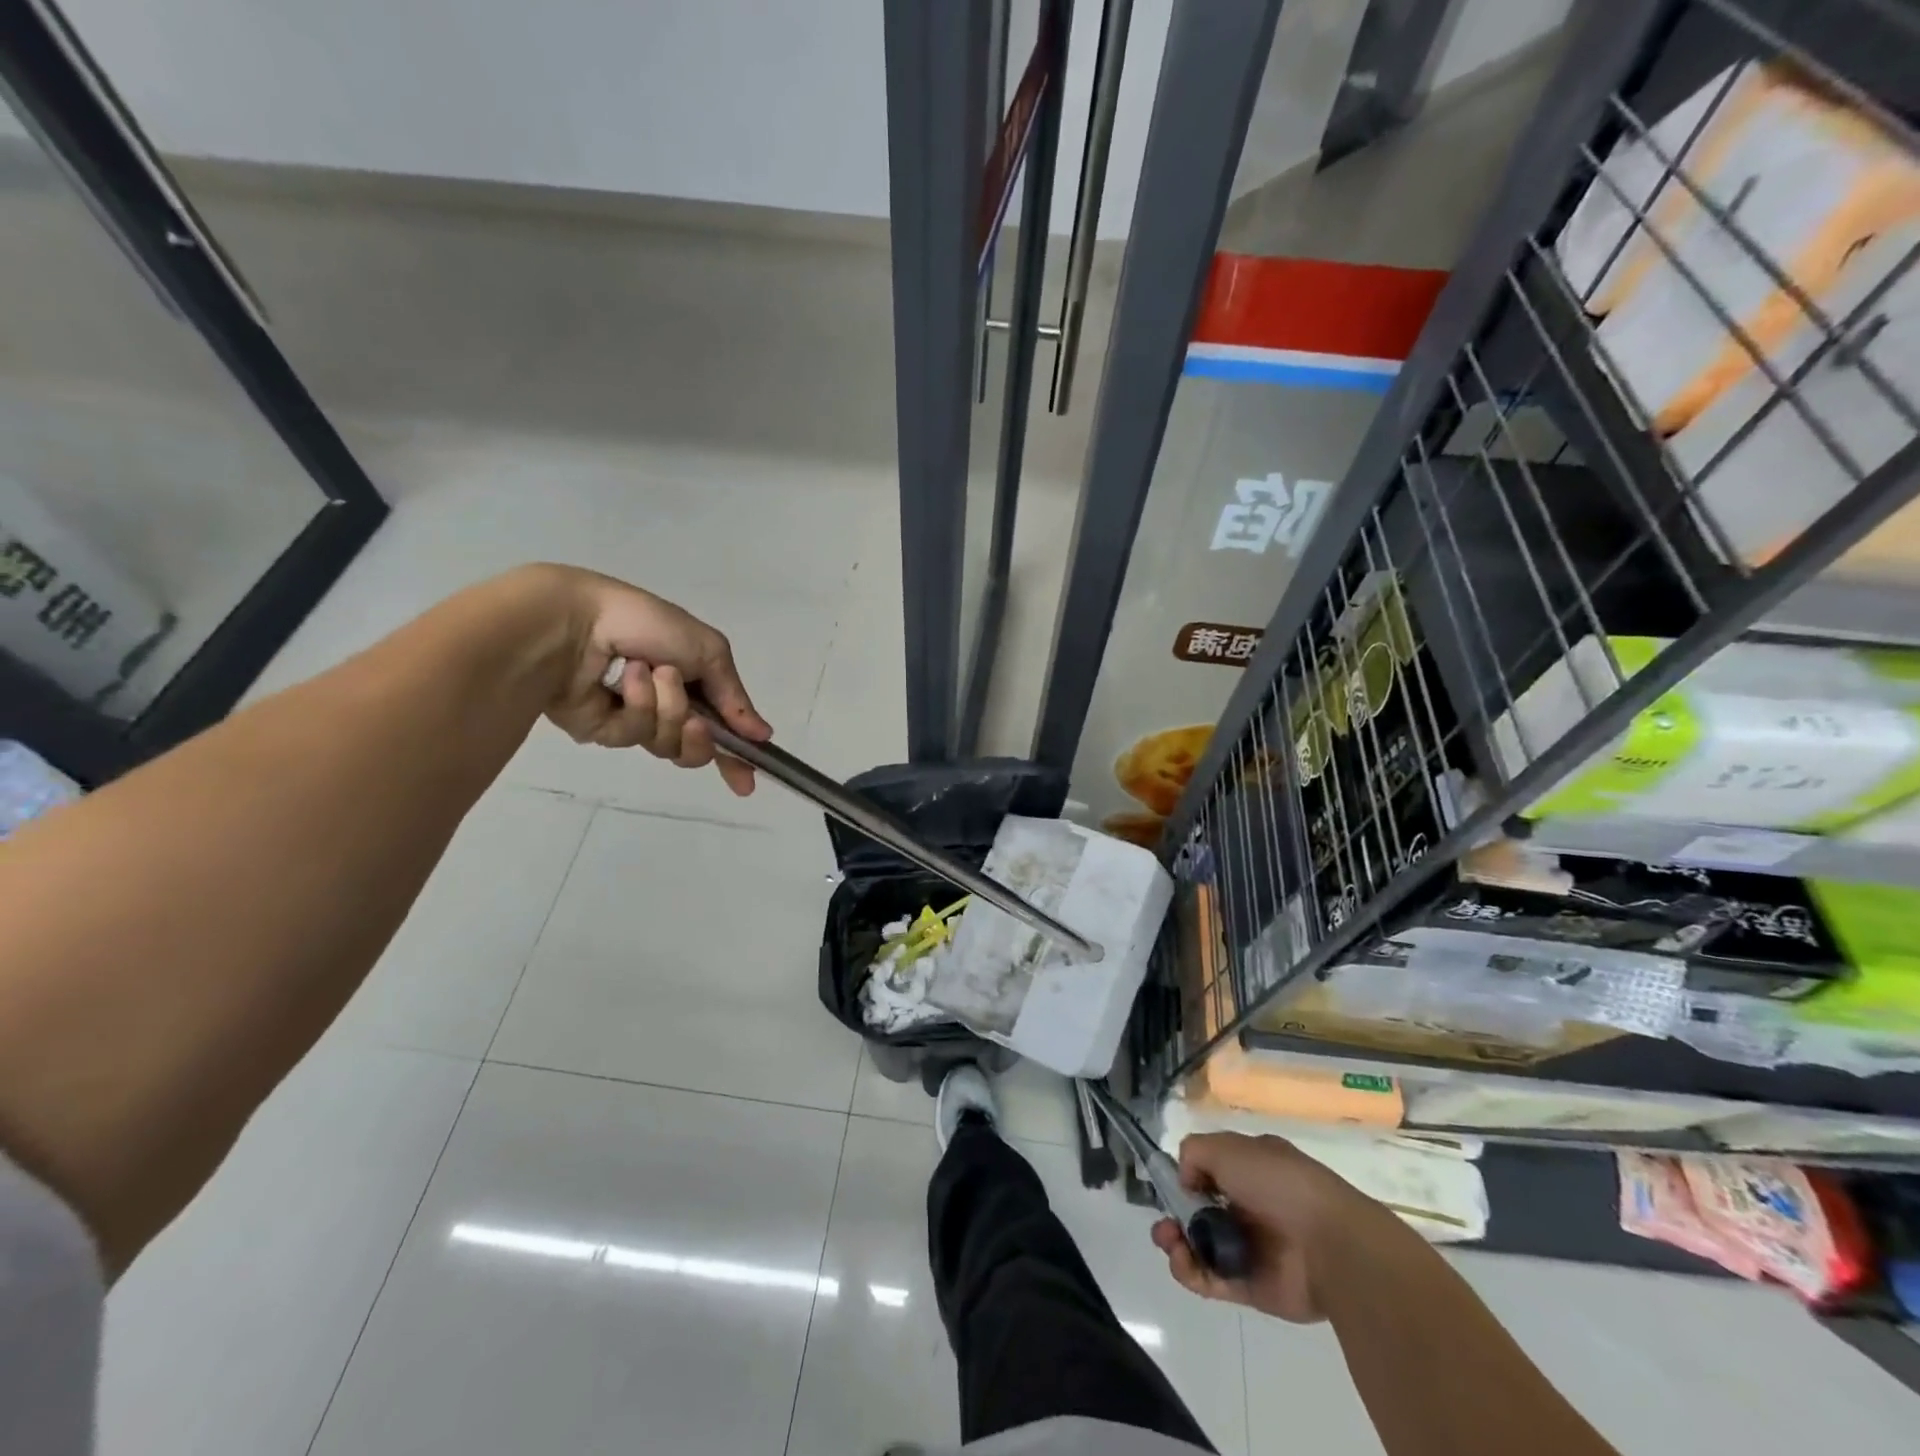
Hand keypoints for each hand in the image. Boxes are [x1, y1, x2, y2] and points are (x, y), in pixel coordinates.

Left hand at [531, 565, 772, 795]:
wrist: (579, 622)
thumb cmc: (648, 625)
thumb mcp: (709, 651)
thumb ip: (735, 698)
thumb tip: (763, 735)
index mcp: (693, 683)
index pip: (720, 728)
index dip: (735, 756)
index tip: (747, 781)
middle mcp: (666, 705)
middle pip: (695, 747)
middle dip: (699, 737)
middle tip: (695, 721)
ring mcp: (634, 720)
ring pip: (667, 744)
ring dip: (666, 709)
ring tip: (651, 674)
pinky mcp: (602, 731)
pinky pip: (634, 736)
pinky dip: (636, 706)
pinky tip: (624, 681)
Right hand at [1150, 1132, 1400, 1323]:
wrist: (1330, 1245)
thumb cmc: (1278, 1184)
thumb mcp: (1227, 1147)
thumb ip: (1194, 1153)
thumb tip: (1185, 1180)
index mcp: (1251, 1168)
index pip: (1209, 1170)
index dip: (1186, 1177)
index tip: (1171, 1185)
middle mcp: (1250, 1205)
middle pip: (1199, 1210)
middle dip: (1175, 1215)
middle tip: (1165, 1225)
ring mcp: (1250, 1247)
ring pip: (1201, 1245)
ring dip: (1177, 1243)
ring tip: (1170, 1242)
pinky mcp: (1251, 1286)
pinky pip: (1212, 1279)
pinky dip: (1191, 1273)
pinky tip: (1183, 1263)